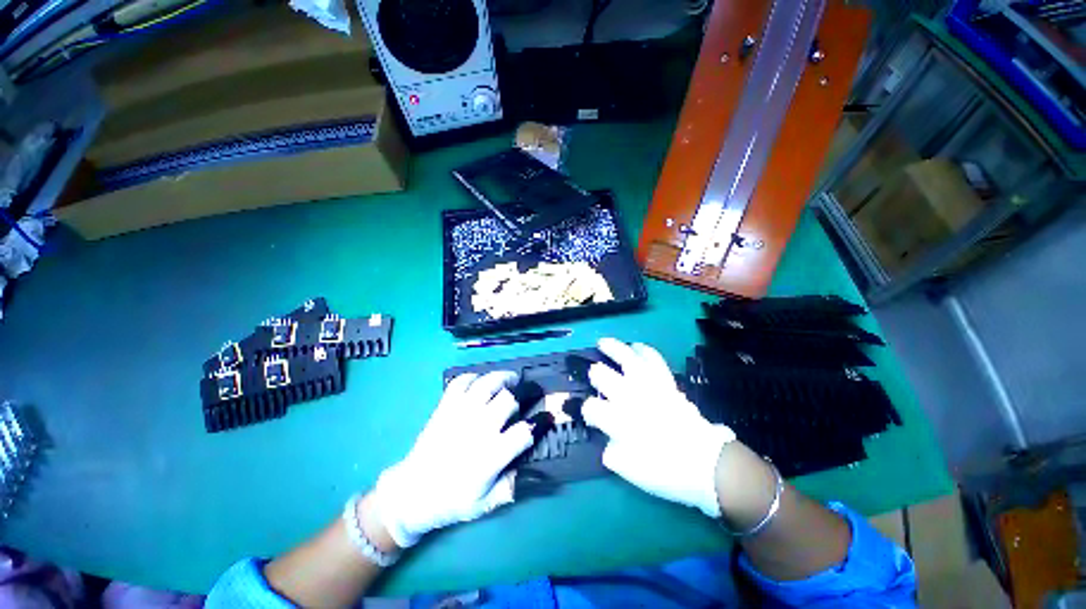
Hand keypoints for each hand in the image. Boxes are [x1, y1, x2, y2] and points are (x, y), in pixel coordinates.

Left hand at [374, 371, 532, 547]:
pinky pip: (460, 382)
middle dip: (526, 392)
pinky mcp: (445, 407)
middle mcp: (478, 429)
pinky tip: (481, 381)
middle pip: (509, 399)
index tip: (547, 416)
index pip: (524, 432)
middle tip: (531, 391)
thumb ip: (513, 486)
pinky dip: (473, 376)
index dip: (541, 422)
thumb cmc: (452, 500)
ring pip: (487, 383)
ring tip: (512, 378)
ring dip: (503, 377)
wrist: (412, 493)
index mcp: (491, 455)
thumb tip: (536, 471)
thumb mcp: (486, 503)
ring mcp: (460, 414)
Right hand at [582, 338, 735, 517]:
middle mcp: (630, 397)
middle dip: (595, 374)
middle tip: (594, 375)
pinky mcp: (666, 383)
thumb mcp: (632, 471)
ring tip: (603, 342)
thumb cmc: (667, 471)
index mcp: (619, 420)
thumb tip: (607, 441)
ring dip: (613, 349)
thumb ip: (613, 453)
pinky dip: (644, 350)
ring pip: (627, 359)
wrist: (706, 464)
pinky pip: (654, 360)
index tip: (591, 417)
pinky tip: (636, 346)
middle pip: (604, 376)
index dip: (587, 411)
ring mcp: (649, 386)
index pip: (592, 407)